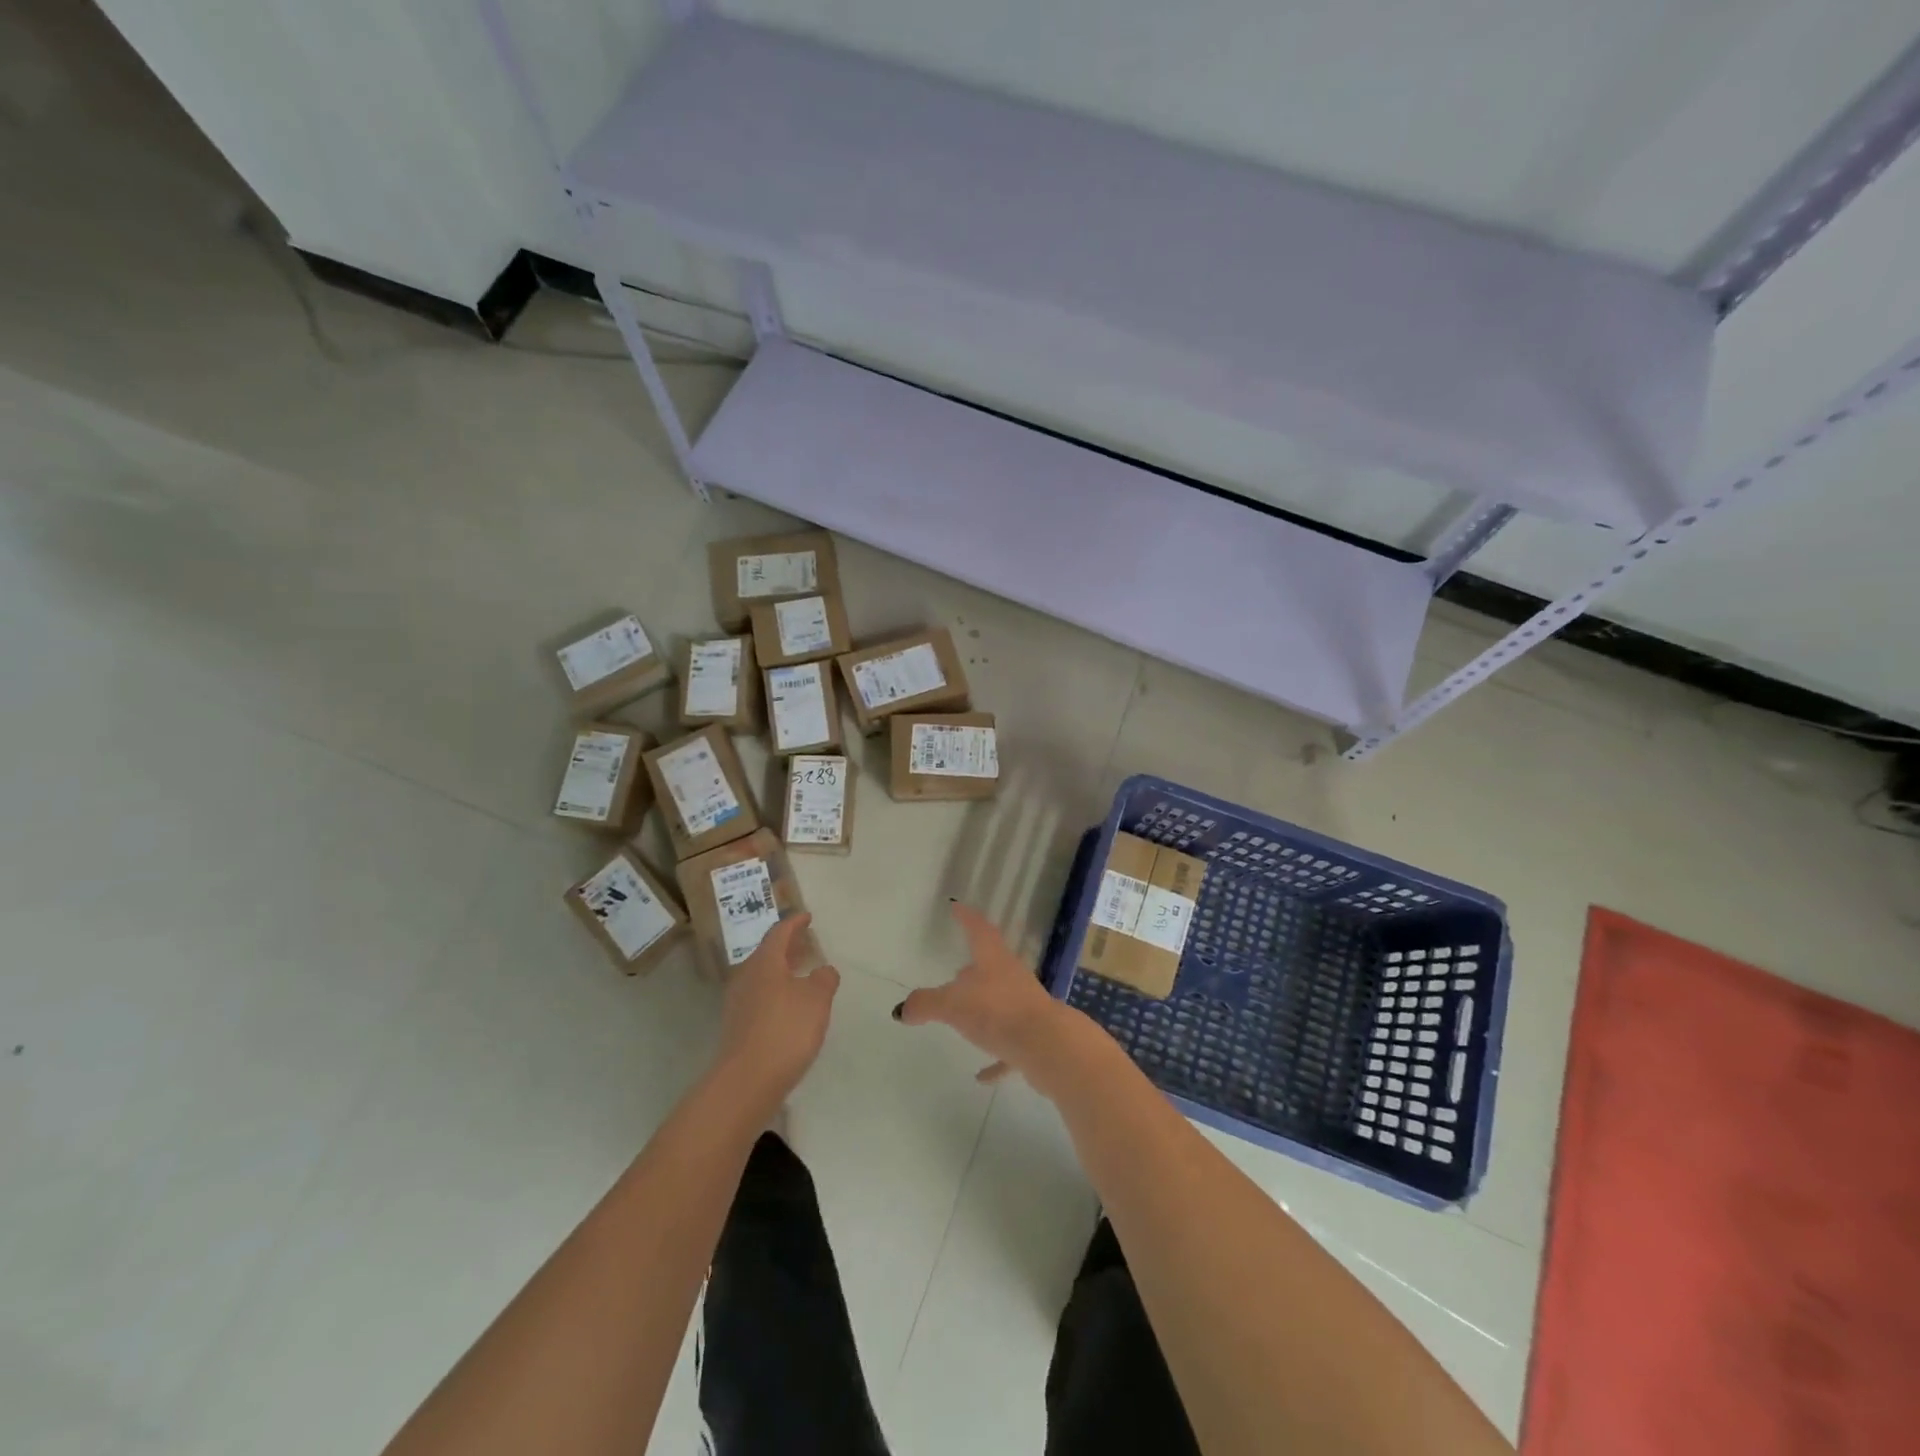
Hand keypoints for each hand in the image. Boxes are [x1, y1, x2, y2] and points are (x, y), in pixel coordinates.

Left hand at [712, 914, 839, 1109]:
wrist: (746, 1082)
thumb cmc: (785, 1030)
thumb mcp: (817, 1000)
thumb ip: (824, 979)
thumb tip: (823, 970)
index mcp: (764, 962)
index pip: (779, 932)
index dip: (795, 922)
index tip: (807, 916)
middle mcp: (746, 976)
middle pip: (767, 953)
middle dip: (787, 947)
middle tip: (806, 943)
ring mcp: (738, 1002)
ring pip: (762, 976)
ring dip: (781, 970)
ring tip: (802, 974)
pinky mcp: (737, 1027)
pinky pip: (759, 997)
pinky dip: (776, 992)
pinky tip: (790, 1006)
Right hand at [895, 903, 1079, 1089]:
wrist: (1048, 1046)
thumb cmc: (997, 1012)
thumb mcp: (952, 1005)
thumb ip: (925, 1004)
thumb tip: (901, 1010)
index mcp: (994, 960)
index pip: (978, 930)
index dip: (967, 918)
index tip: (957, 907)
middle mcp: (1012, 977)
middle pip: (992, 965)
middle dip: (975, 966)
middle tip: (957, 970)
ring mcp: (1026, 1007)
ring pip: (1002, 1001)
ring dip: (985, 1007)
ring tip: (965, 1017)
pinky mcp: (1033, 1038)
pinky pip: (1009, 1044)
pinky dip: (996, 1056)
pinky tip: (982, 1075)